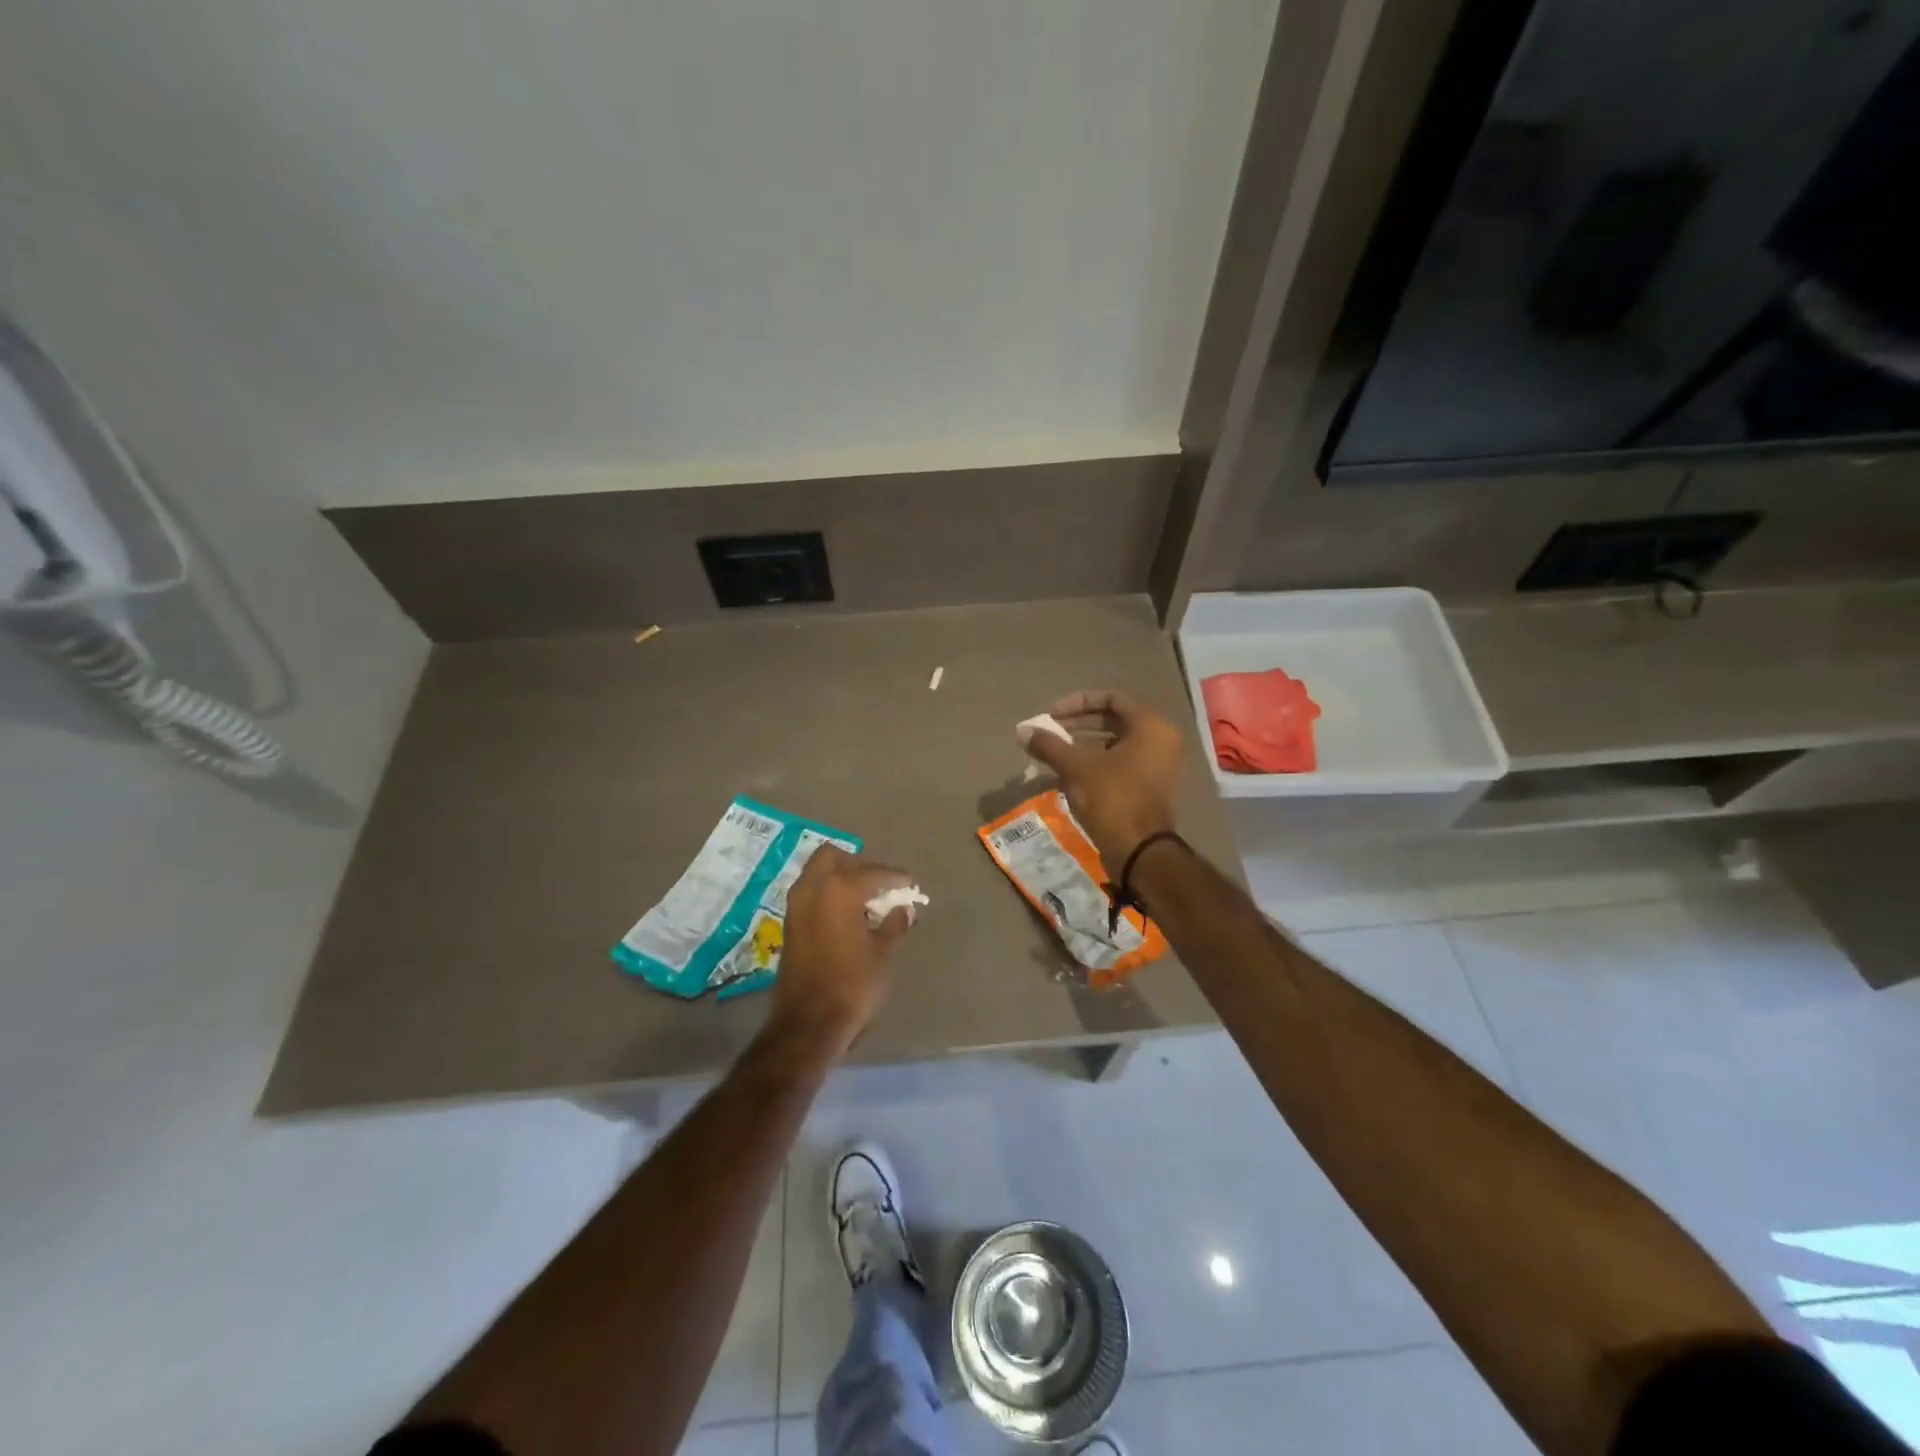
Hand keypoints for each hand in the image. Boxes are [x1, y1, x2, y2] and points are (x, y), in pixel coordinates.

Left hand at [772, 846, 917, 1053]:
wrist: (808, 1023)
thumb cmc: (852, 985)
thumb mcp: (881, 954)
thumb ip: (893, 924)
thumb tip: (905, 909)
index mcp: (840, 890)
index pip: (873, 872)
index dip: (895, 878)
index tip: (910, 885)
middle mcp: (813, 888)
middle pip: (834, 857)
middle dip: (858, 865)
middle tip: (879, 885)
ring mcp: (796, 905)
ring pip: (817, 872)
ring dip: (839, 877)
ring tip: (864, 899)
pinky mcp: (788, 923)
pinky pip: (810, 892)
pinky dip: (827, 894)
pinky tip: (846, 914)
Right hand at [1020, 690, 1183, 866]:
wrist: (1139, 852)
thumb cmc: (1112, 798)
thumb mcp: (1076, 767)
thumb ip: (1049, 745)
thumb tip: (1023, 731)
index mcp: (1151, 726)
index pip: (1111, 699)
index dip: (1077, 703)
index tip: (1052, 716)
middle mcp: (1161, 741)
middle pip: (1114, 721)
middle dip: (1078, 725)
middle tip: (1050, 733)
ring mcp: (1158, 767)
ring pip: (1115, 745)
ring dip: (1083, 746)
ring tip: (1055, 754)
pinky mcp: (1149, 789)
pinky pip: (1120, 765)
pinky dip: (1095, 765)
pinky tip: (1067, 776)